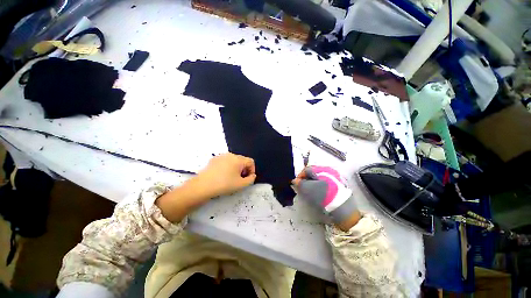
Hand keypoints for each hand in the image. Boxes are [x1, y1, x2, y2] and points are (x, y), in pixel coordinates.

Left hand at [195, 153, 256, 197]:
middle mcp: (231, 155)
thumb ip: (251, 179)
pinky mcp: (214, 159)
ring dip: (236, 168)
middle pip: (242, 160)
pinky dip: (228, 167)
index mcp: (238, 159)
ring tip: (231, 178)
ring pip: (234, 161)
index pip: (251, 162)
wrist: (202, 186)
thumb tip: (252, 175)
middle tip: (240, 179)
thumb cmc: (224, 184)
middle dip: (244, 169)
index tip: (248, 179)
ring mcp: (221, 156)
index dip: (252, 170)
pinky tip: (222, 175)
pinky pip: (225, 161)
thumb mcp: (241, 184)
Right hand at [293, 166, 360, 229]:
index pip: (306, 169)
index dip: (300, 176)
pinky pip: (327, 183)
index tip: (296, 184)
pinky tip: (320, 194)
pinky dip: (321, 187)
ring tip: (311, 192)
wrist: (343, 208)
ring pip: (320, 178)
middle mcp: (329, 170)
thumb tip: (295, 181)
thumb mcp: (307, 189)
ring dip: (313, 184)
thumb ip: (299, 183)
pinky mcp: (340, 185)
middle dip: (306, 180)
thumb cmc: (323, 196)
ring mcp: (336, 177)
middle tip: (303, 189)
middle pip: (313, 173)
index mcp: (321, 169)